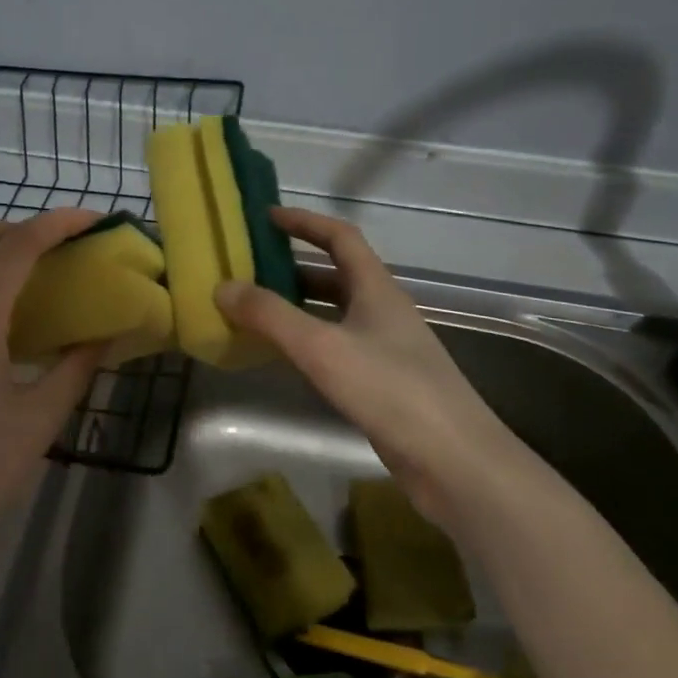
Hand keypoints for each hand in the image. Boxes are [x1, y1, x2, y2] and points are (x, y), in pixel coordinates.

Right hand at [214, 207, 511, 522]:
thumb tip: (222, 286)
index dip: (304, 222)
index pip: (340, 237)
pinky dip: (308, 341)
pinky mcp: (383, 382)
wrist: (454, 461)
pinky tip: (284, 357)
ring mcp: (386, 348)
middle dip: (293, 267)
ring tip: (255, 310)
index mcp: (377, 289)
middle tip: (249, 269)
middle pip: (336, 274)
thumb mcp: (322, 347)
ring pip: (335, 312)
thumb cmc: (391, 390)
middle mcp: (383, 311)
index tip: (266, 217)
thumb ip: (271, 316)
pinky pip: (337, 346)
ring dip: (298, 305)